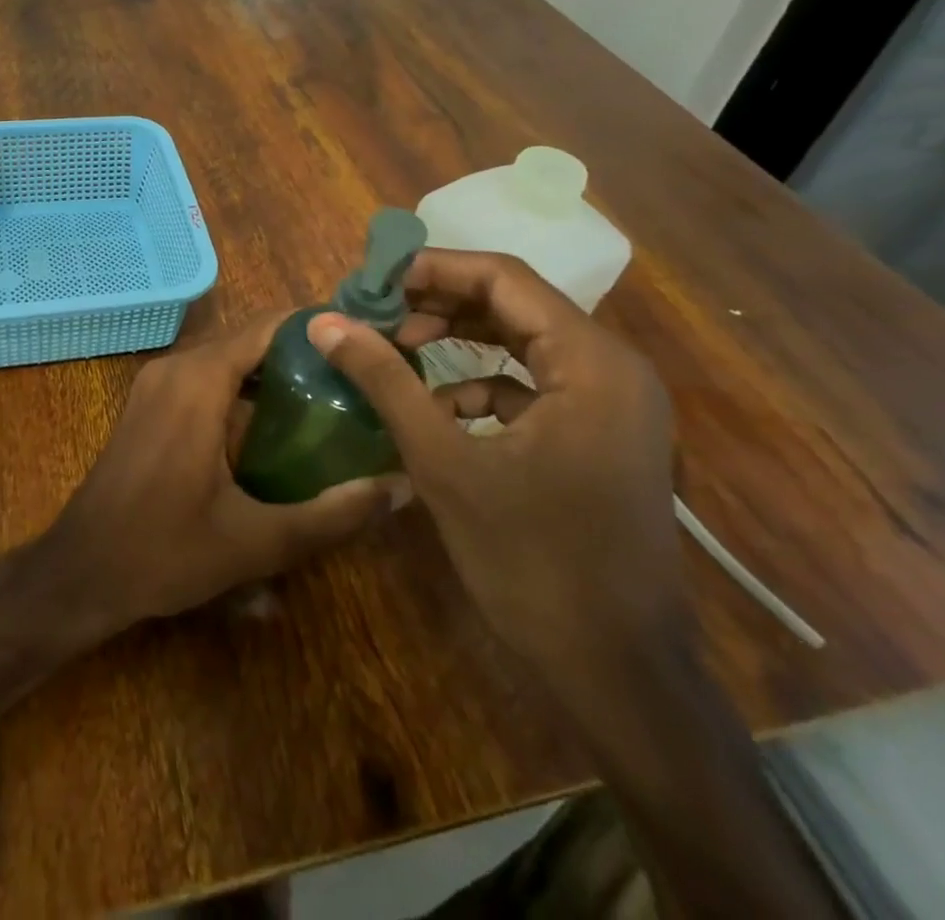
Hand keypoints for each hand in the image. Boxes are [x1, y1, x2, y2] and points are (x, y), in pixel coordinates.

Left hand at [40, 313, 410, 638]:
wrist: (81, 571)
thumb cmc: (162, 551)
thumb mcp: (255, 541)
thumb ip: (330, 516)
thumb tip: (399, 488)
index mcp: (198, 381)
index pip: (266, 327)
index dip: (316, 328)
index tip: (364, 341)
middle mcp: (174, 367)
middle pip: (248, 341)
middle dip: (300, 354)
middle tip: (356, 379)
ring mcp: (155, 384)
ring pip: (225, 360)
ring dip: (270, 373)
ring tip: (329, 399)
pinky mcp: (147, 404)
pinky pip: (204, 378)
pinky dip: (240, 389)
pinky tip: (275, 426)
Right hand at [306, 252, 684, 674]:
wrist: (619, 675)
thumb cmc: (533, 562)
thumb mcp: (444, 462)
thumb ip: (385, 380)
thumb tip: (325, 321)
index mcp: (591, 361)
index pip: (503, 278)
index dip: (432, 268)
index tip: (372, 279)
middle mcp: (613, 368)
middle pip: (515, 304)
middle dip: (440, 302)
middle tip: (377, 312)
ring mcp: (612, 405)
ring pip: (523, 342)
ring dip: (459, 340)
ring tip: (398, 348)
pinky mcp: (600, 436)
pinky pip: (534, 385)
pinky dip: (482, 385)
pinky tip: (437, 408)